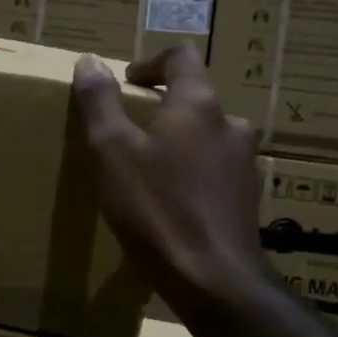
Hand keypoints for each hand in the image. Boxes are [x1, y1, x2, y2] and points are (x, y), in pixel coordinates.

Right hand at [71, 45, 273, 322]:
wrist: (213, 279)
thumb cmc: (156, 208)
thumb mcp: (111, 151)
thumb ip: (99, 102)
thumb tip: (90, 61)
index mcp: (198, 104)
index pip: (181, 57)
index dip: (151, 62)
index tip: (127, 82)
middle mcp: (230, 125)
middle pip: (197, 99)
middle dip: (163, 108)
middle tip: (131, 131)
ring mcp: (245, 164)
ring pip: (209, 137)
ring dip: (181, 143)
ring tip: (150, 170)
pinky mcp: (247, 199)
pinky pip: (217, 172)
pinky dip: (194, 174)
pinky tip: (173, 203)